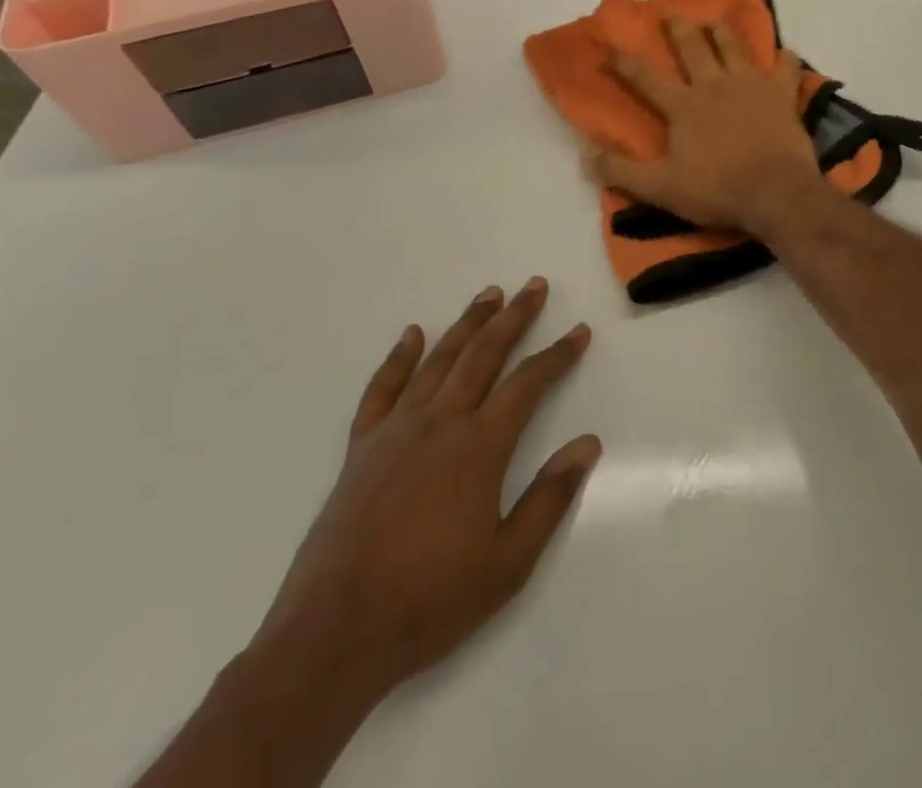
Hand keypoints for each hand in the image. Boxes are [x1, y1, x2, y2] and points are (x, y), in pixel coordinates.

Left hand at [251, 278, 600, 703]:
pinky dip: (399, 358)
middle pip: (484, 354)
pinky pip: (383, 389)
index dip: (558, 355)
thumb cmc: (430, 601)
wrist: (333, 636)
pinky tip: (412, 335)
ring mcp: (396, 431)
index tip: (579, 333)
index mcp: (480, 446)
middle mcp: (440, 423)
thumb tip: (588, 443)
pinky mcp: (361, 449)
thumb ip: (550, 497)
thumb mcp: (508, 562)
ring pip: (439, 360)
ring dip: (467, 324)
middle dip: (514, 317)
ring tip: (489, 295)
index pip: (529, 383)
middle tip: (534, 285)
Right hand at [594, 17, 824, 235]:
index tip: (609, 50)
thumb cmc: (717, 190)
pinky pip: (786, 67)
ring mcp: (750, 84)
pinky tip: (786, 53)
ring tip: (715, 21)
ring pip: (733, 46)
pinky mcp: (782, 93)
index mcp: (683, 105)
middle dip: (679, 29)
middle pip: (693, 47)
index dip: (624, 64)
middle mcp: (713, 84)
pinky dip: (786, 58)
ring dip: (722, 31)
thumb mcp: (660, 187)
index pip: (645, 78)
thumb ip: (622, 171)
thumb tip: (585, 155)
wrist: (775, 192)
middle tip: (672, 15)